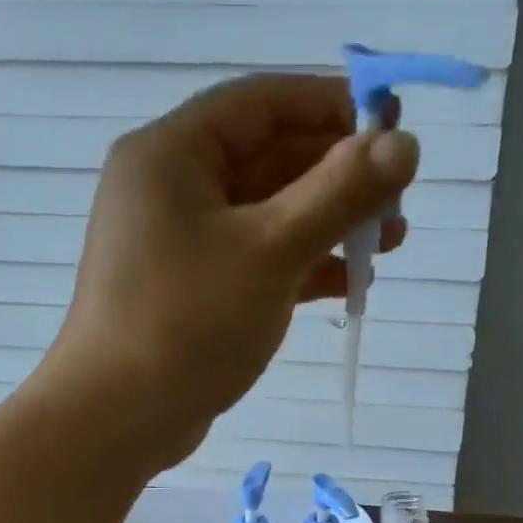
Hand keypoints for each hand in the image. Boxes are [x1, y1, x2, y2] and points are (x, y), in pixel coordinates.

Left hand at [41, 75, 418, 472]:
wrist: (117, 420)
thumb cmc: (187, 322)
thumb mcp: (270, 251)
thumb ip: (339, 193)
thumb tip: (405, 143)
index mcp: (173, 154)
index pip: (262, 103)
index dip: (332, 105)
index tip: (394, 125)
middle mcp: (172, 188)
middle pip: (268, 158)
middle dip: (338, 175)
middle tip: (399, 198)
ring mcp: (181, 242)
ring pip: (267, 213)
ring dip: (328, 223)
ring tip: (390, 243)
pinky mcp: (194, 289)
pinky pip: (256, 258)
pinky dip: (302, 265)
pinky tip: (351, 282)